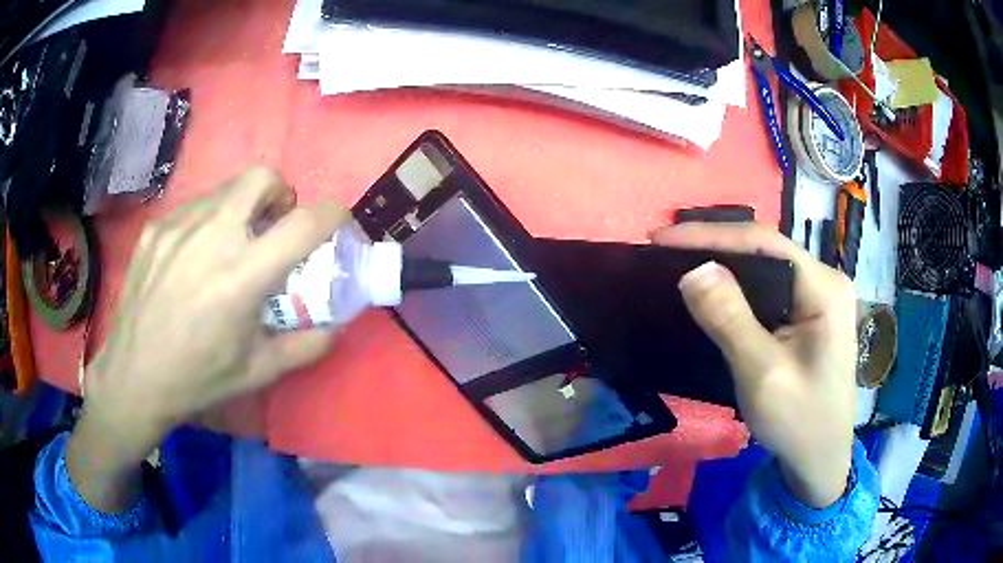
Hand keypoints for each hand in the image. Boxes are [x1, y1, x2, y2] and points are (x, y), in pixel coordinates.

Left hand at [68, 167, 347, 512]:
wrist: (134, 376)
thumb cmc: (198, 377)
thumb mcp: (259, 371)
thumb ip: (307, 345)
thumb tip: (338, 325)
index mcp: (243, 276)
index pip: (305, 223)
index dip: (333, 215)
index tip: (336, 225)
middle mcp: (212, 236)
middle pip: (261, 177)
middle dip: (280, 192)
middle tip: (273, 224)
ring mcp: (178, 227)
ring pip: (225, 190)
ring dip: (241, 209)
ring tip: (229, 247)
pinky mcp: (155, 229)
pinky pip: (192, 208)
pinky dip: (207, 223)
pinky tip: (193, 259)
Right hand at [653, 223, 857, 507]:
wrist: (820, 461)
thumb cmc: (798, 422)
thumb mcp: (762, 374)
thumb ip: (730, 320)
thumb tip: (693, 269)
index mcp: (824, 288)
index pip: (763, 242)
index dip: (711, 235)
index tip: (660, 238)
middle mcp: (826, 282)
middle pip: (767, 250)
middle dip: (717, 246)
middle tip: (666, 250)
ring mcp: (822, 298)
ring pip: (768, 268)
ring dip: (727, 266)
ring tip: (683, 264)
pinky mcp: (813, 315)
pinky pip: (772, 289)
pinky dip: (741, 288)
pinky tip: (718, 293)